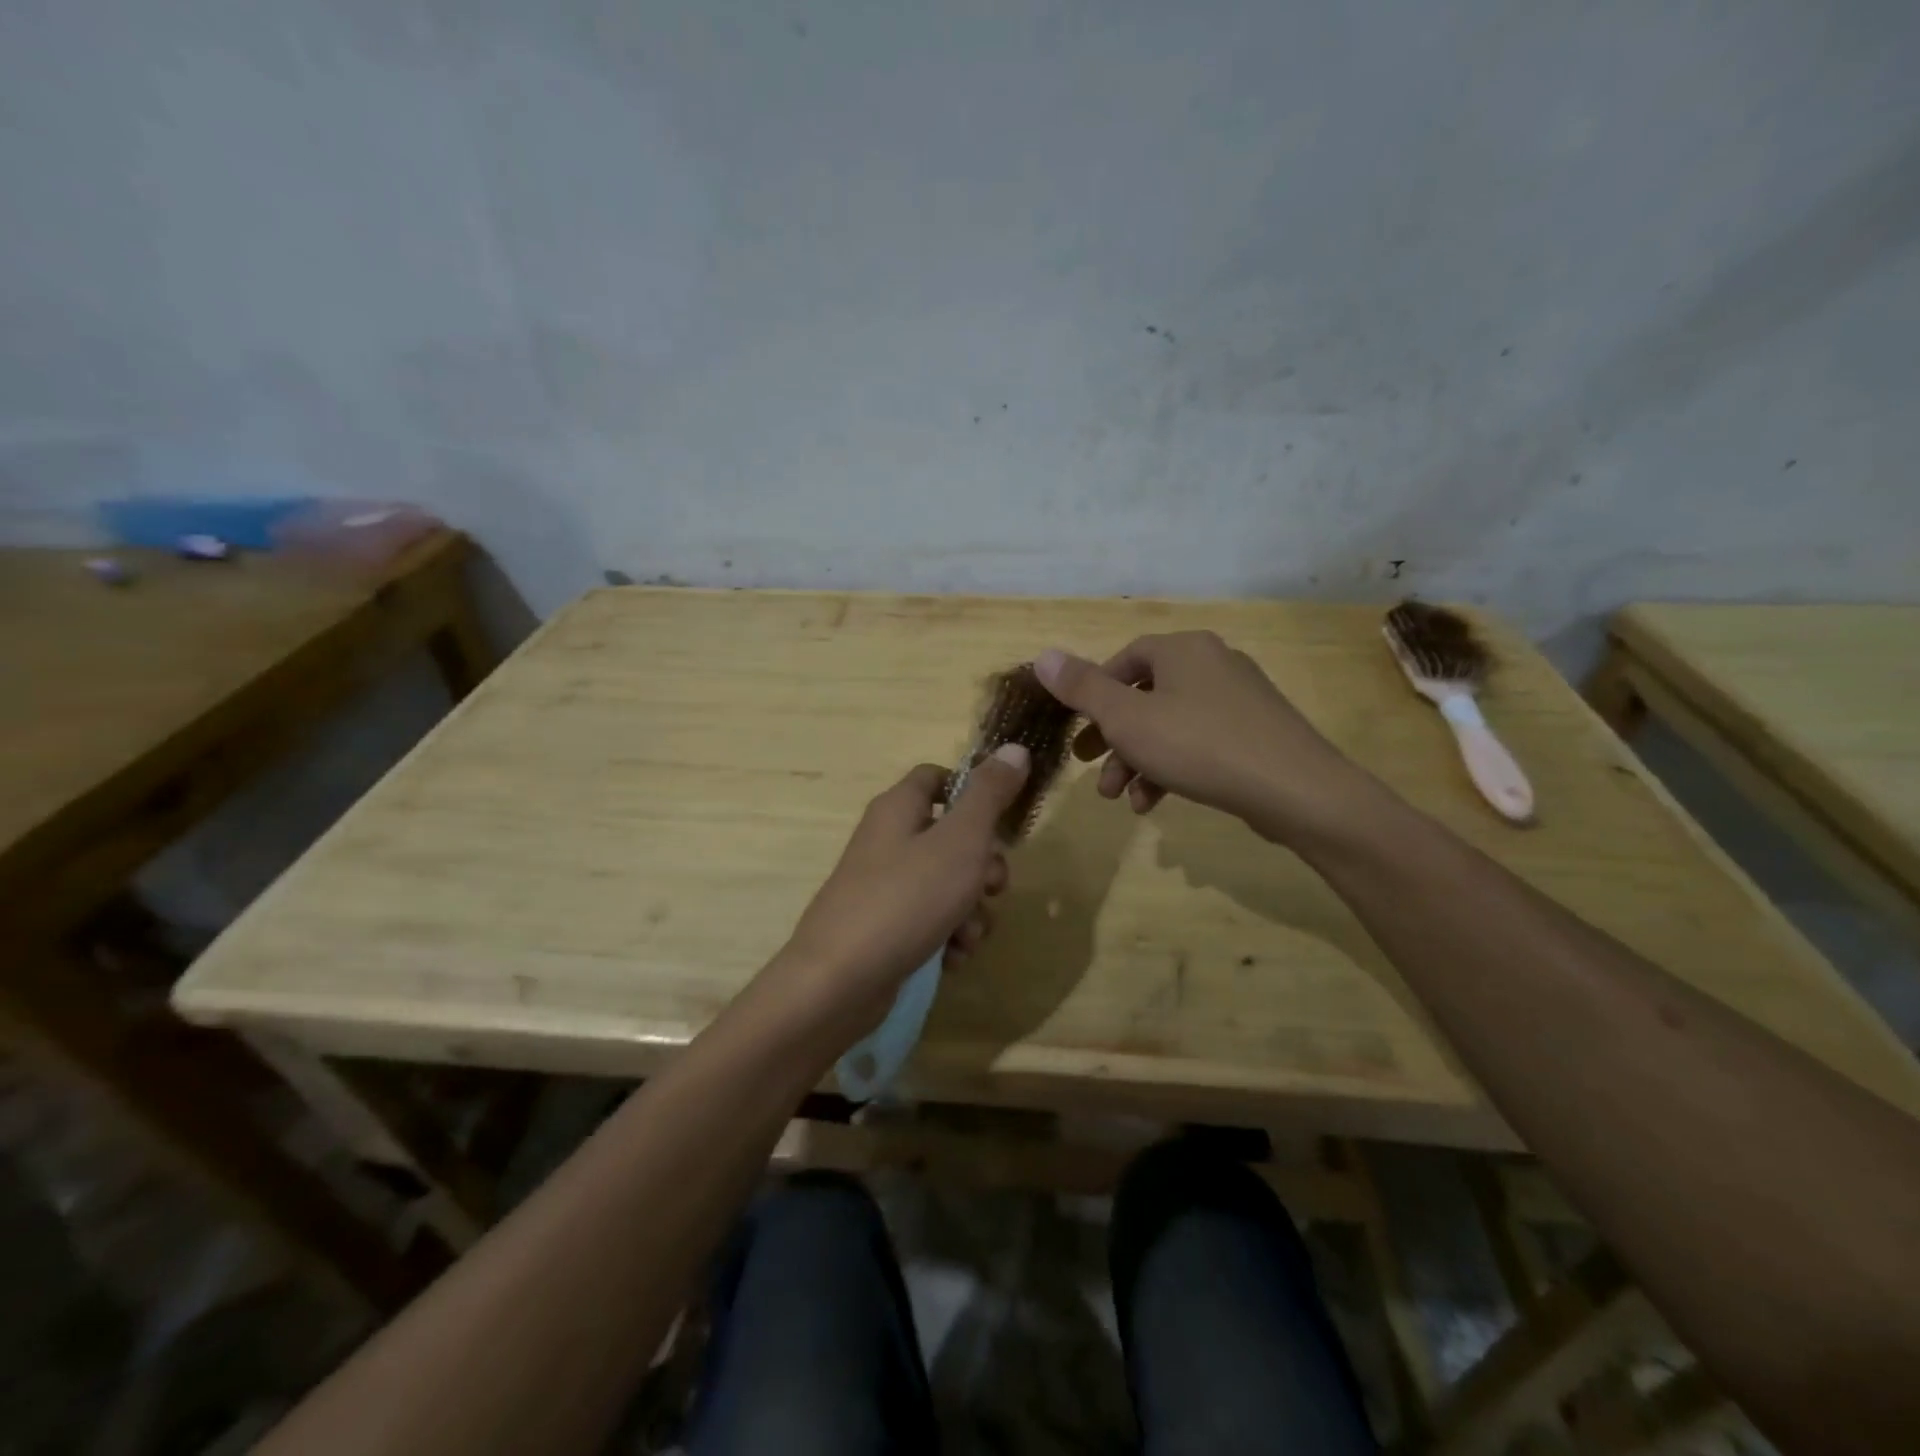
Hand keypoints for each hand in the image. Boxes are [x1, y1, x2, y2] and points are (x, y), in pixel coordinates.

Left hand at [776, 745, 1030, 1033]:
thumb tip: (1015, 748)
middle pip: (951, 836)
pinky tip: (949, 959)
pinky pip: (929, 921)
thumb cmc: (906, 899)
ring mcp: (884, 887)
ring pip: (947, 885)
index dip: (972, 792)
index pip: (937, 777)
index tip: (1000, 820)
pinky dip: (946, 937)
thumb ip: (989, 795)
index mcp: (898, 808)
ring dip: (970, 911)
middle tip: (992, 888)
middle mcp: (888, 841)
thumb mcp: (960, 841)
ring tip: (967, 936)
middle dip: (983, 866)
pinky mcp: (885, 928)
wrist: (839, 982)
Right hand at [1033, 634, 1370, 842]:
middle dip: (1113, 736)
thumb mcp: (1127, 719)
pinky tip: (1155, 803)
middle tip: (1090, 767)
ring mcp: (1239, 699)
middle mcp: (1213, 663)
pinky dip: (1172, 768)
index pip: (1125, 659)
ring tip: (1121, 799)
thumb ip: (1083, 688)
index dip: (1095, 691)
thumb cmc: (1199, 745)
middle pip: (1145, 696)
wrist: (1296, 790)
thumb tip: (1043, 656)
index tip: (1079, 726)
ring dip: (1138, 760)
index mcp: (1183, 650)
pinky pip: (1200, 743)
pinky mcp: (1256, 733)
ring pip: (1170, 725)